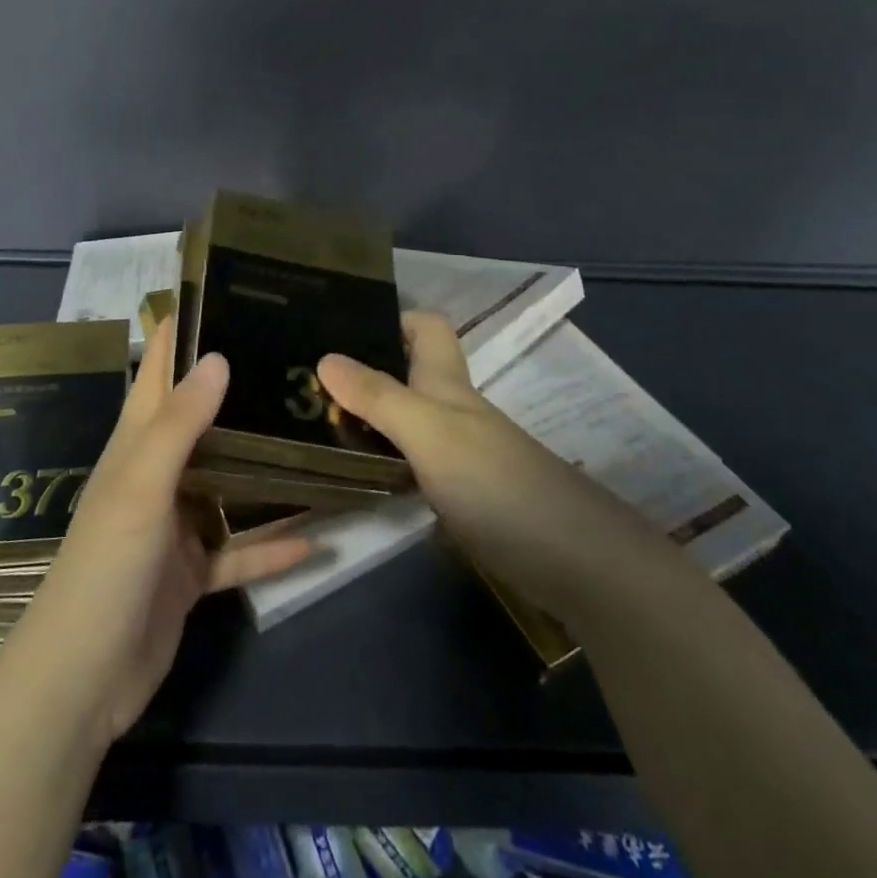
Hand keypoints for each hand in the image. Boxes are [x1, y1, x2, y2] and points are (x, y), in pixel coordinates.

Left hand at [3, 319, 316, 745]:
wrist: (84, 679)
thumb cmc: (106, 565)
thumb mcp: (142, 485)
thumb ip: (180, 423)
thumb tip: (218, 355)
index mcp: (135, 444)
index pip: (158, 371)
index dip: (181, 332)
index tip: (223, 296)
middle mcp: (156, 474)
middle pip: (201, 420)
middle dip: (238, 391)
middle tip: (292, 362)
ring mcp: (174, 524)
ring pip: (226, 483)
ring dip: (262, 467)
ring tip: (313, 436)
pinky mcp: (190, 571)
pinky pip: (239, 549)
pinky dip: (271, 544)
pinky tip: (317, 537)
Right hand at [319, 312, 654, 615]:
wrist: (572, 561)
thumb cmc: (496, 481)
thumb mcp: (429, 431)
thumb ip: (377, 396)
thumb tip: (323, 356)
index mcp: (448, 383)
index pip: (425, 326)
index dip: (390, 316)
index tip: (338, 322)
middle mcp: (452, 410)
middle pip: (407, 372)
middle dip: (362, 367)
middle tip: (304, 376)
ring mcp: (458, 454)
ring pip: (405, 418)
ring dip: (366, 415)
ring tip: (310, 420)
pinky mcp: (459, 496)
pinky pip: (409, 461)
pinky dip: (381, 458)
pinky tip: (351, 471)